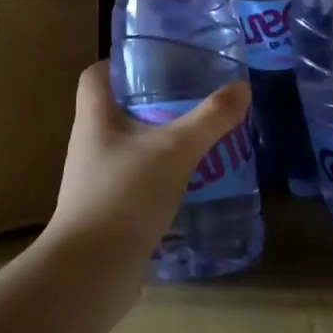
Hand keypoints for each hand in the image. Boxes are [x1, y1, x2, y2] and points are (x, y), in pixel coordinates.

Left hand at [45, 62, 251, 284]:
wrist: (91, 271)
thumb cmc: (125, 194)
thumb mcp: (175, 149)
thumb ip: (210, 118)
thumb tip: (242, 87)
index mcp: (94, 119)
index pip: (95, 76)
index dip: (119, 63)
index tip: (156, 60)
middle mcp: (90, 145)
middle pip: (117, 110)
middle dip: (154, 103)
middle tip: (193, 98)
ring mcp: (96, 181)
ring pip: (131, 149)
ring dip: (161, 143)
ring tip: (200, 139)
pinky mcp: (109, 212)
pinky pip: (137, 183)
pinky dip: (161, 178)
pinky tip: (192, 183)